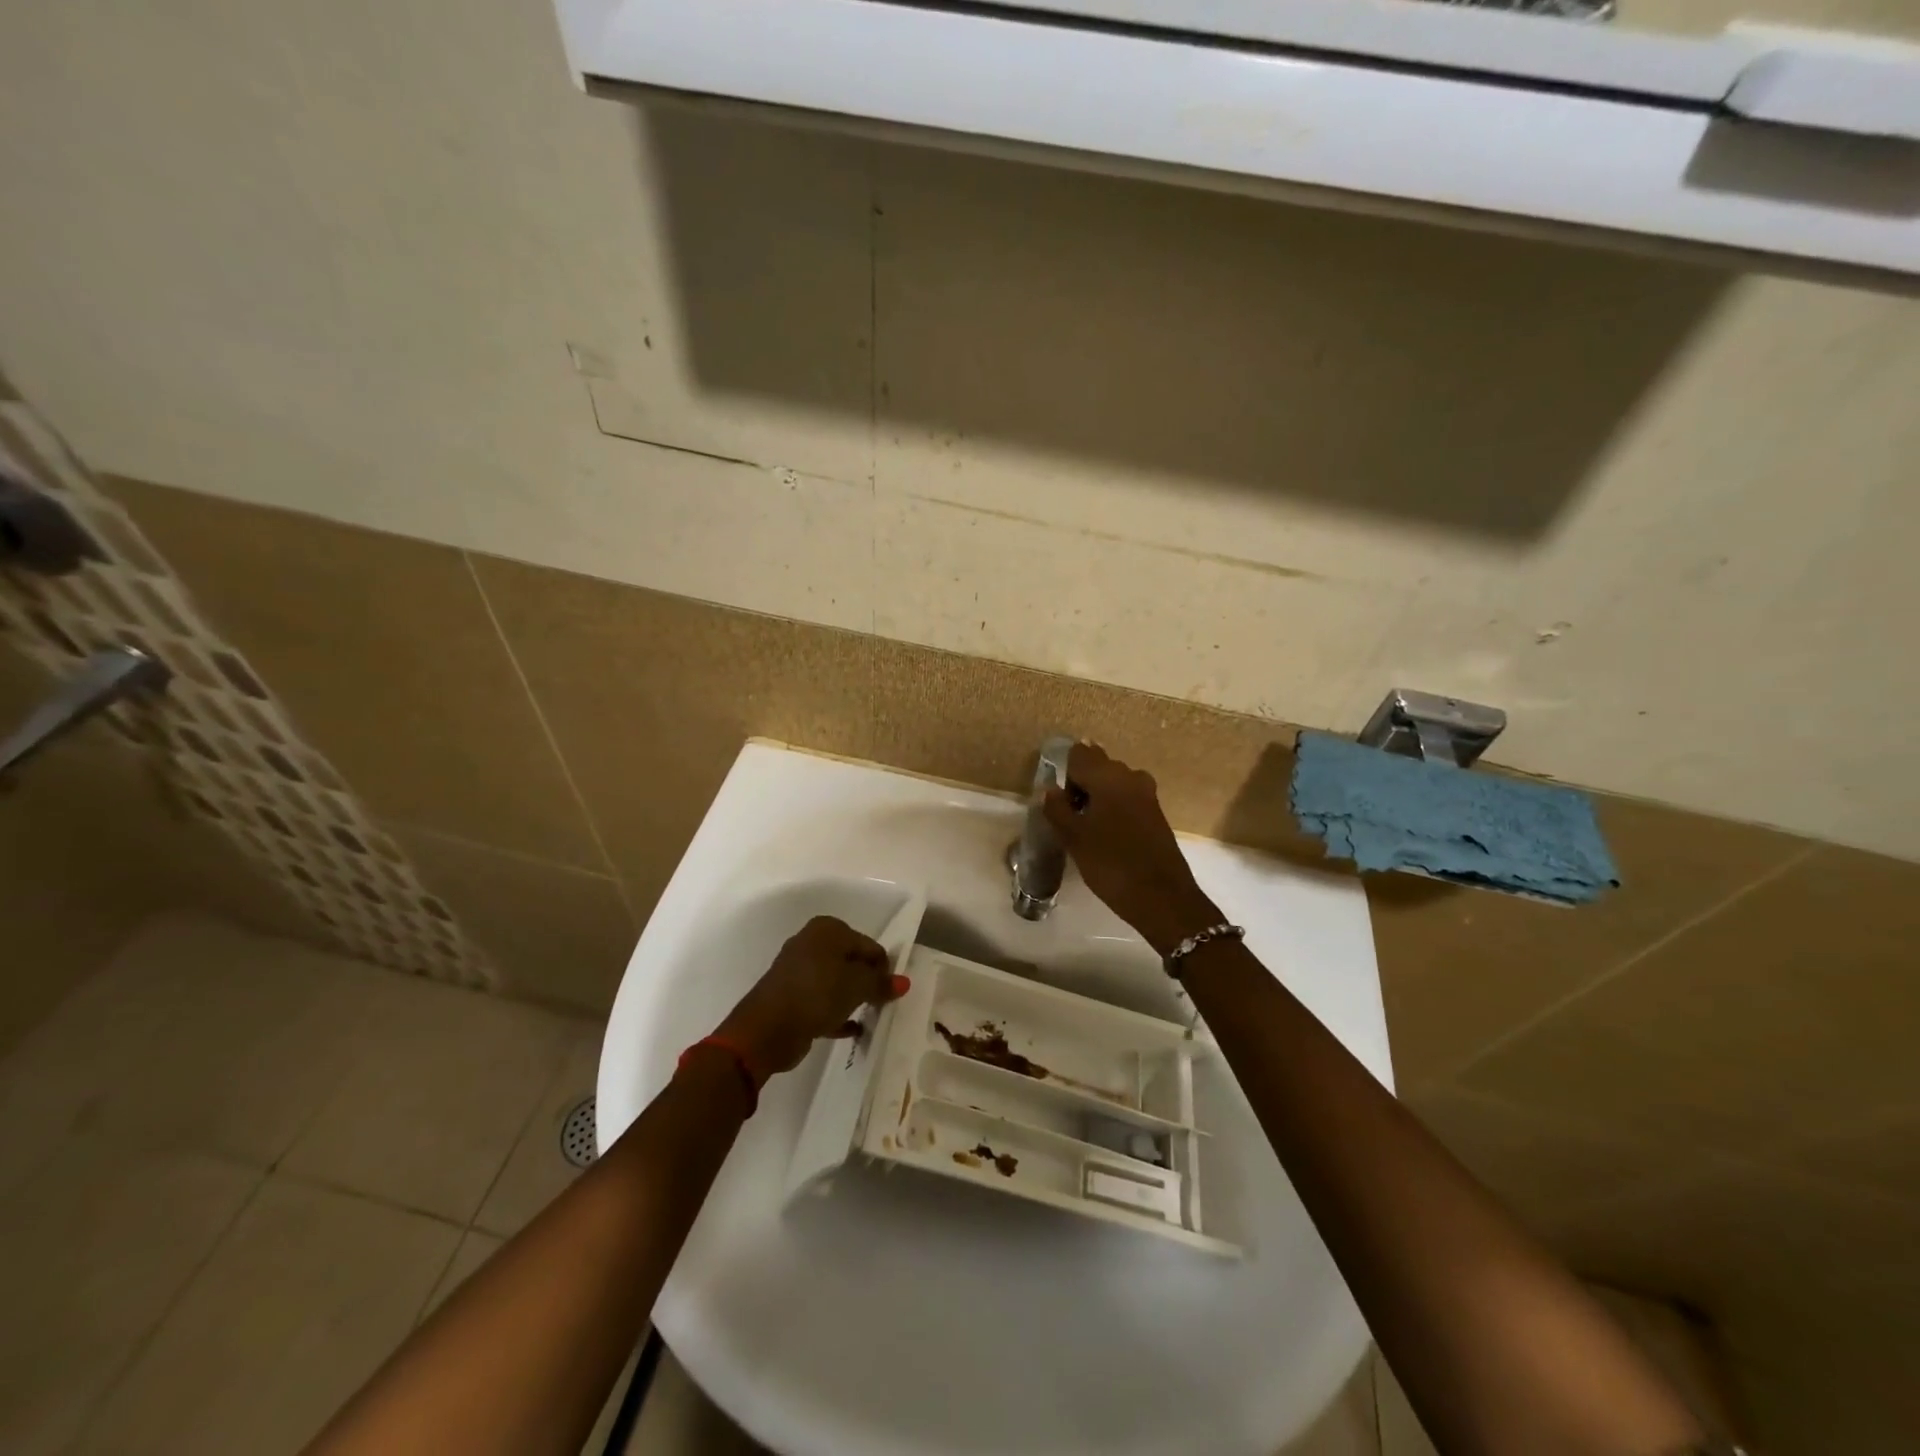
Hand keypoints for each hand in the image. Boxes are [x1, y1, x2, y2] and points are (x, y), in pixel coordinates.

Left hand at [714, 916, 907, 1080]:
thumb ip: (881, 983)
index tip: (892, 992)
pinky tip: (852, 1030)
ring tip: (870, 1016)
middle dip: (868, 982)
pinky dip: (837, 1012)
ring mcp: (798, 970)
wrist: (766, 1029)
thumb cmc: (817, 994)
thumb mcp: (857, 986)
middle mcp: (811, 943)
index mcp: (828, 929)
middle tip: (882, 1004)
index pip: (869, 945)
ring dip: (853, 998)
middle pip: (852, 961)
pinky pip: (822, 1001)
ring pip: (836, 982)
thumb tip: (904, 982)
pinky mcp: (791, 996)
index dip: (884, 968)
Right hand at [1043, 743, 1222, 956]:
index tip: (1058, 802)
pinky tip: (1106, 835)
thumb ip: (1057, 809)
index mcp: (1108, 776)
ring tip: (1086, 828)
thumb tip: (1050, 789)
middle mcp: (1130, 776)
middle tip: (1069, 817)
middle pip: (1097, 765)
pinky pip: (1127, 798)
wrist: (1163, 897)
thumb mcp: (1074, 838)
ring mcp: (1147, 794)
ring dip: (1097, 797)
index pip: (1078, 754)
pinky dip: (1113, 808)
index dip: (1064, 774)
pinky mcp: (1156, 812)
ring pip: (1113, 783)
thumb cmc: (1111, 864)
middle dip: (1080, 784)